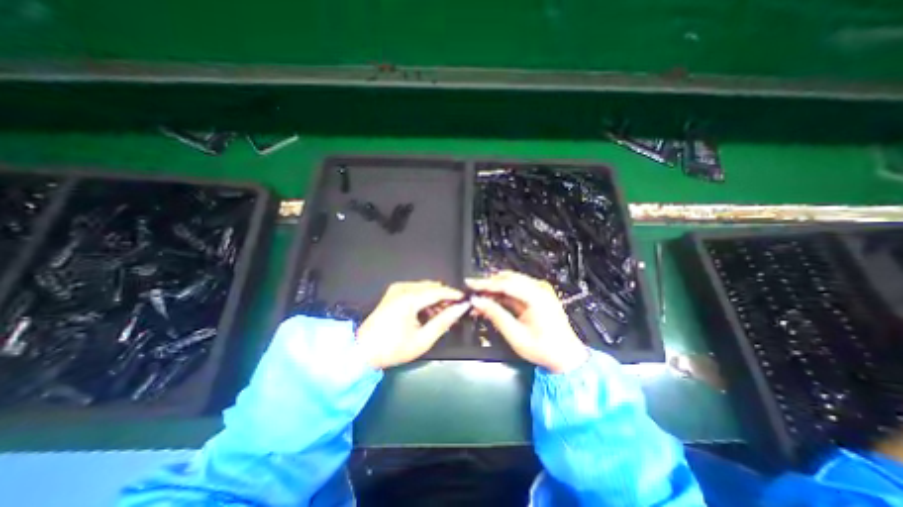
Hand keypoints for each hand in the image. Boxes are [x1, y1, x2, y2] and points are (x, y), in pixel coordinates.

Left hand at [357, 282, 468, 367]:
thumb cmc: (393, 348)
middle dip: (445, 297)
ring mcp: (397, 289)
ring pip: (425, 287)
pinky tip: (428, 312)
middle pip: (432, 287)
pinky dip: (425, 298)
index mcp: (409, 298)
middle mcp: (403, 288)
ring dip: (435, 298)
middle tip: (453, 312)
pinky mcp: (393, 292)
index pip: (439, 291)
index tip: (465, 301)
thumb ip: (443, 321)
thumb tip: (460, 309)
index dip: (454, 295)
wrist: (362, 351)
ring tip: (441, 315)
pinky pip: (415, 290)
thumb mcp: (422, 340)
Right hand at [465, 272, 594, 374]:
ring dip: (494, 289)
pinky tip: (491, 301)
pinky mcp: (537, 295)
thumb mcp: (516, 335)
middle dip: (488, 285)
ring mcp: (539, 290)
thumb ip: (496, 315)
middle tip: (472, 292)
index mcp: (536, 296)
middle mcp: (539, 288)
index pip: (505, 283)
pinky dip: (502, 294)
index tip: (469, 284)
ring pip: (510, 282)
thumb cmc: (543, 349)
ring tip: (479, 299)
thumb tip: (477, 301)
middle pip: (507, 279)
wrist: (566, 357)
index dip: (485, 283)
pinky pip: (515, 289)